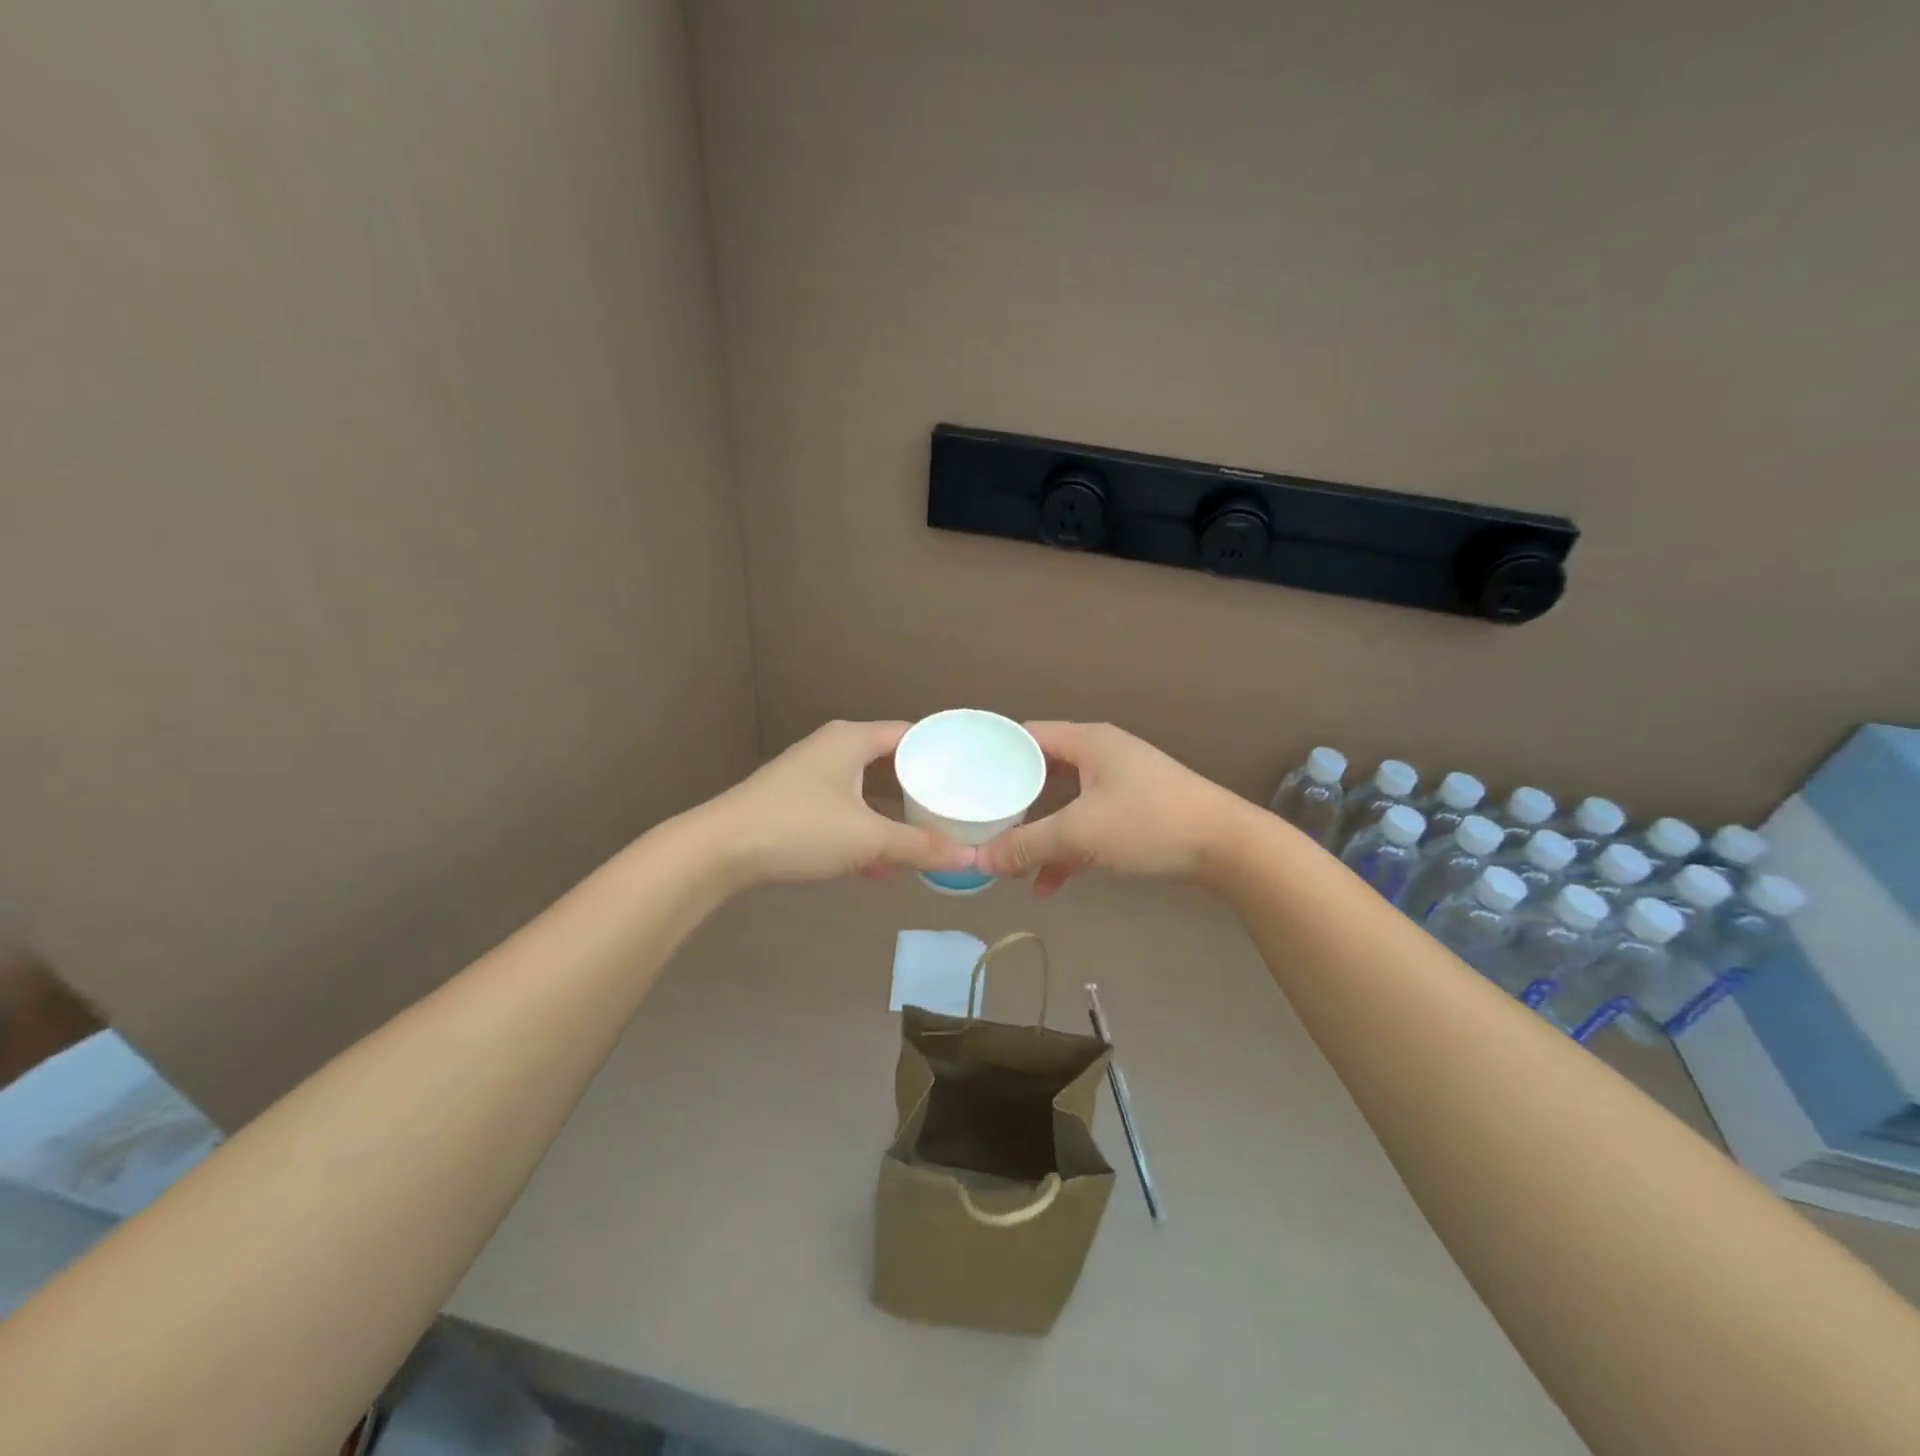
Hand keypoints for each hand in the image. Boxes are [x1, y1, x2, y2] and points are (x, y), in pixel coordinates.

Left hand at [697, 720, 974, 884]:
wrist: (721, 850)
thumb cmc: (800, 828)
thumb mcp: (867, 838)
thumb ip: (920, 847)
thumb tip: (970, 857)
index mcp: (853, 739)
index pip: (912, 734)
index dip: (943, 752)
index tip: (974, 773)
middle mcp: (834, 748)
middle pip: (890, 762)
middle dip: (922, 788)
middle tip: (957, 807)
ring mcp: (812, 775)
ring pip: (867, 790)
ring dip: (894, 815)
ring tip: (928, 837)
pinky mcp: (797, 802)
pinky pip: (846, 810)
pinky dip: (866, 832)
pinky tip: (882, 867)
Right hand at [976, 722, 1253, 894]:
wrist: (1227, 847)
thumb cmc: (1148, 823)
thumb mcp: (1080, 834)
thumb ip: (1027, 845)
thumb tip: (979, 862)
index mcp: (1087, 742)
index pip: (1026, 735)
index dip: (994, 754)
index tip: (964, 778)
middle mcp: (1101, 755)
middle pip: (1042, 772)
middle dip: (1013, 802)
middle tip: (980, 822)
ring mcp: (1119, 784)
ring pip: (1064, 804)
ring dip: (1040, 833)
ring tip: (1010, 861)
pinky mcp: (1133, 812)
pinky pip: (1087, 825)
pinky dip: (1068, 850)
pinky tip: (1048, 884)